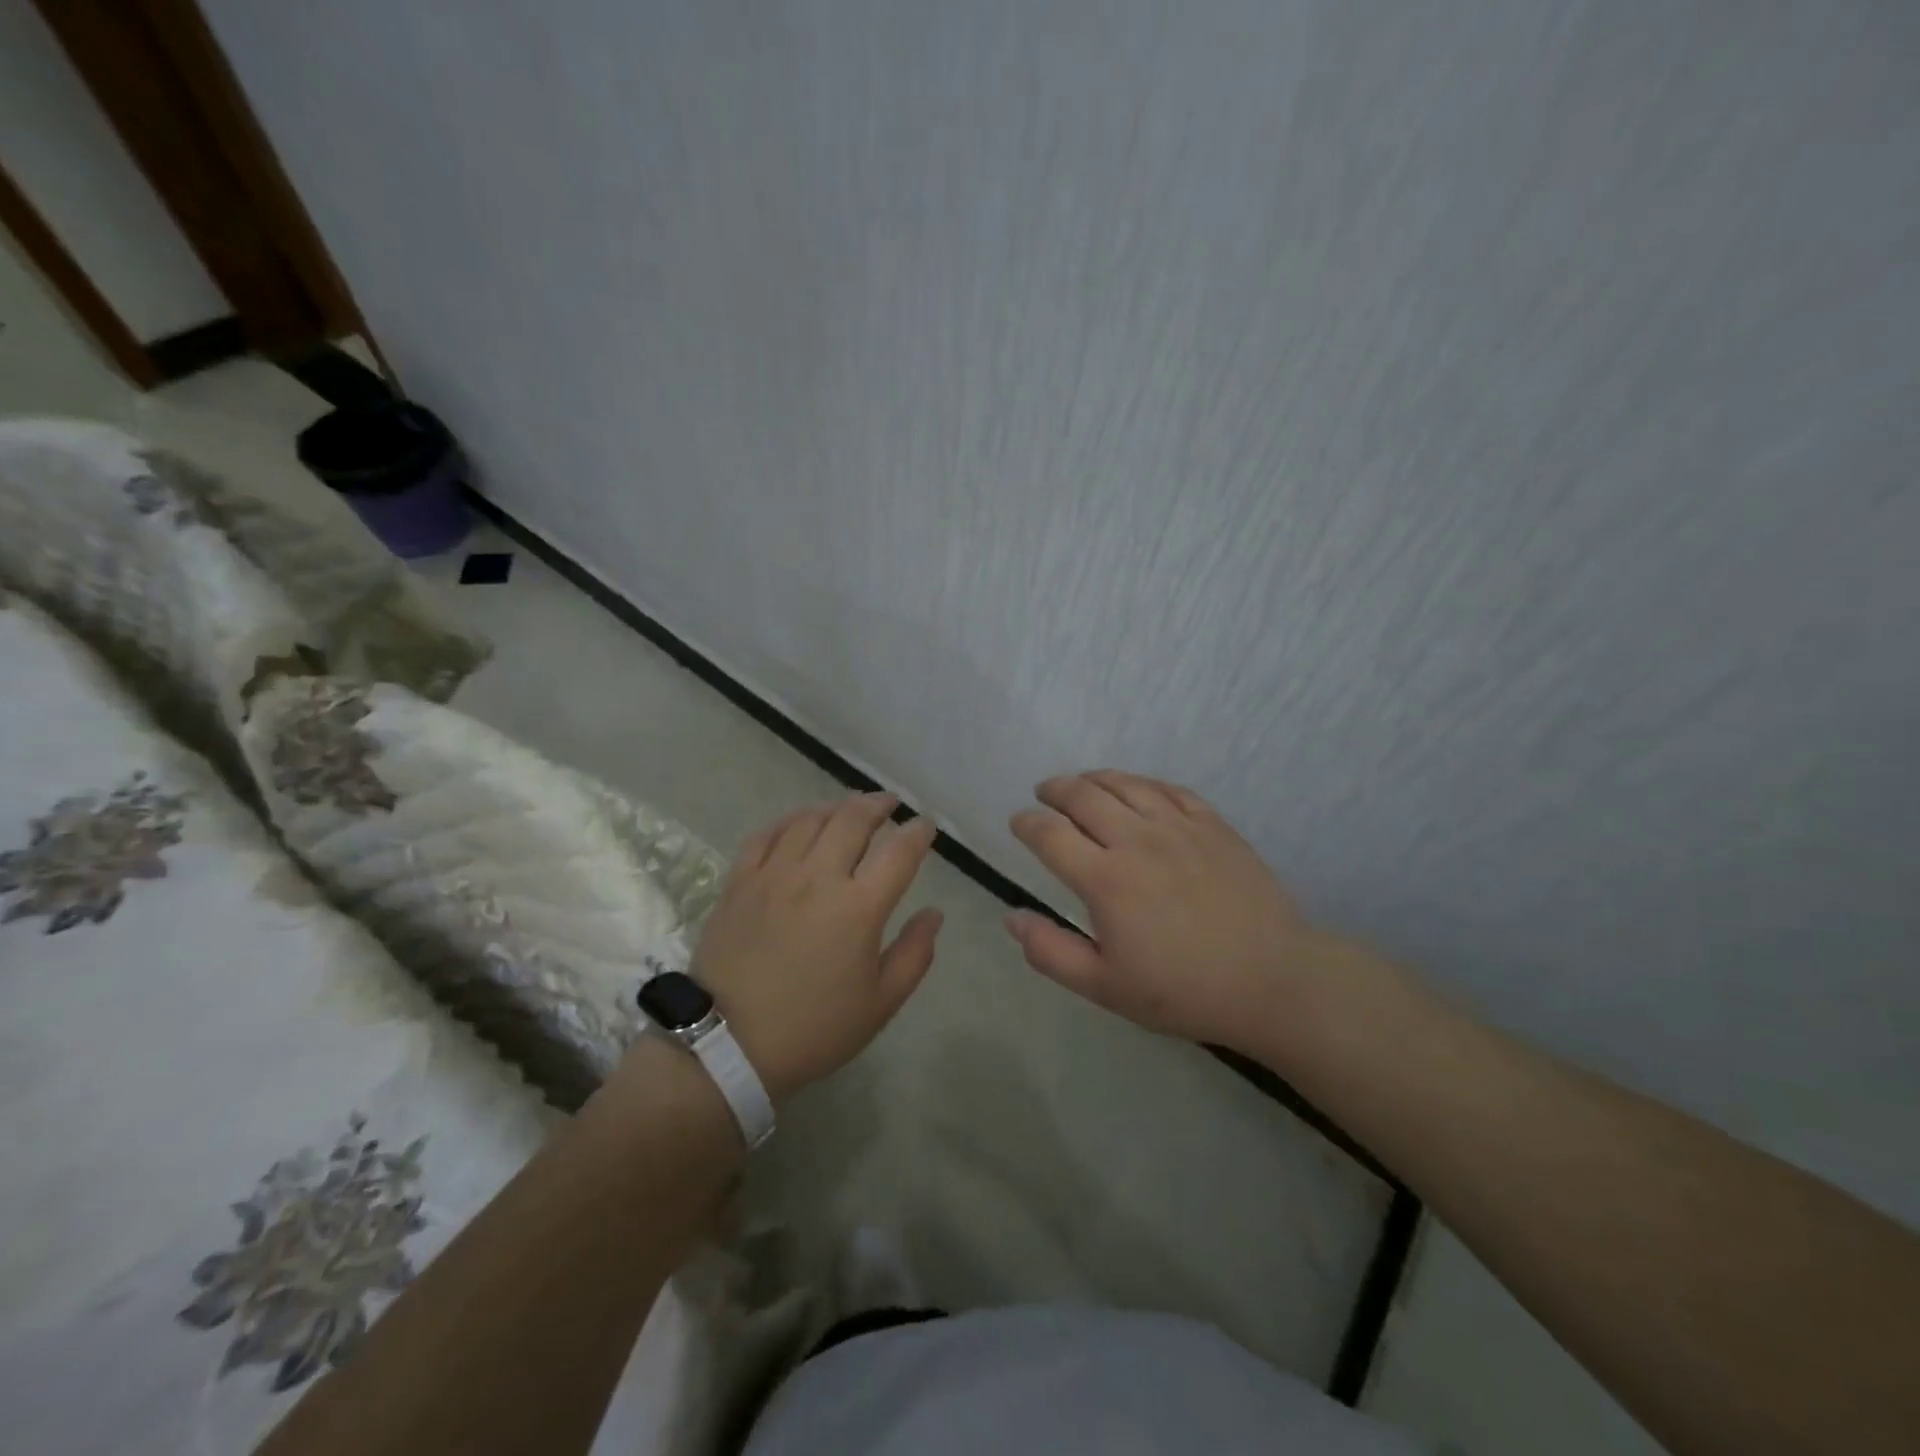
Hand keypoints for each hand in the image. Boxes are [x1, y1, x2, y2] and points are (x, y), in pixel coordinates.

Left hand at [690, 792, 941, 1102]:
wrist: (726, 1046)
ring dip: (836, 807)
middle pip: (854, 820)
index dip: (918, 832)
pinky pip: (767, 834)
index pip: (899, 851)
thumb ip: (914, 954)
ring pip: (810, 819)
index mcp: (859, 907)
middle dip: (878, 804)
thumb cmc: (813, 1029)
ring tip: (848, 809)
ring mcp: (774, 874)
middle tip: (889, 804)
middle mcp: (818, 877)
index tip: (925, 826)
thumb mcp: (880, 1004)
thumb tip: (934, 913)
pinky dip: (789, 820)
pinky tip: (798, 823)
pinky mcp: (740, 881)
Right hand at [1006, 771, 1336, 1051]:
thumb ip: (1051, 952)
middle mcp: (1137, 840)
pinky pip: (1168, 788)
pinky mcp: (1213, 824)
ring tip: (1081, 784)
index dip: (1026, 823)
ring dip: (1093, 779)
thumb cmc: (1182, 990)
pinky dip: (1141, 783)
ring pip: (1124, 784)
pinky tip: (1136, 789)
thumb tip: (1011, 918)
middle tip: (1044, 793)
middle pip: (1083, 796)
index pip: (1050, 834)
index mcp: (1105, 879)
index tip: (1018, 822)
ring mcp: (1178, 827)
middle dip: (1054, 790)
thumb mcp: (1105, 987)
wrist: (1272, 980)